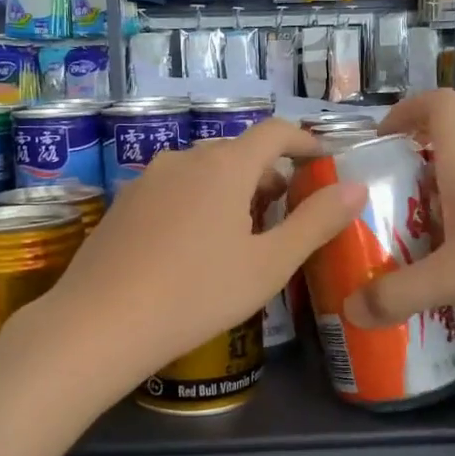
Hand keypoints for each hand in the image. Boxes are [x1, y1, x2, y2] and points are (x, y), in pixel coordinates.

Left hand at [44, 119, 364, 387]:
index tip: (323, 161)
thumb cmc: (197, 293)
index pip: (275, 132)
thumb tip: (354, 187)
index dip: (305, 141)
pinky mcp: (123, 204)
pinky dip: (198, 203)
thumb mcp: (269, 264)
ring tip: (244, 235)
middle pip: (239, 153)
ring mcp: (147, 179)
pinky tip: (195, 248)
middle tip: (289, 214)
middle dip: (270, 175)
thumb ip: (316, 222)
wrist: (100, 324)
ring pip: (204, 172)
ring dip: (233, 191)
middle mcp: (184, 159)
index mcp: (225, 165)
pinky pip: (174, 190)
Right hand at [343, 91, 454, 329]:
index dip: (404, 110)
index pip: (436, 107)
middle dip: (403, 190)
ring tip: (401, 270)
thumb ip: (401, 294)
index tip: (377, 140)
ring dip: (432, 232)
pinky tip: (453, 296)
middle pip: (439, 166)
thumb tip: (350, 312)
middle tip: (372, 228)